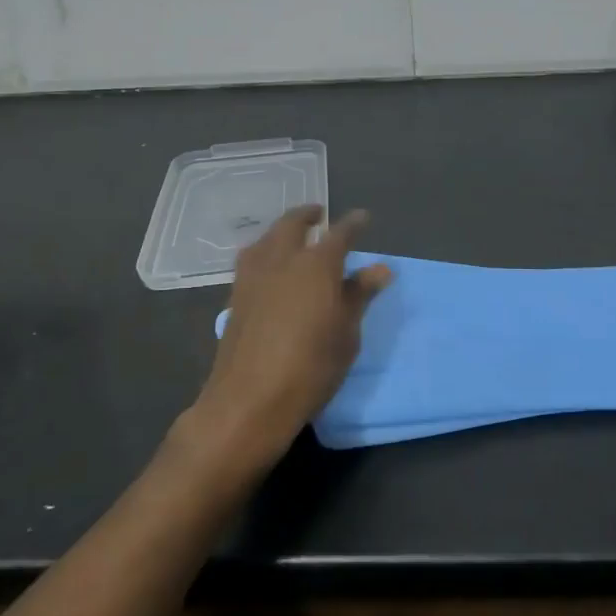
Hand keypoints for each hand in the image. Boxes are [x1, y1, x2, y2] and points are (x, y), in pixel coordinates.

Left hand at [183, 206, 392, 476]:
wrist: (249, 400)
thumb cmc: (311, 368)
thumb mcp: (346, 334)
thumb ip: (359, 296)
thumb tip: (379, 269)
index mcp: (316, 265)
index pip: (340, 234)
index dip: (353, 224)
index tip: (363, 218)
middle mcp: (282, 259)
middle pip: (292, 224)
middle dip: (308, 215)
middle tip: (320, 214)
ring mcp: (253, 276)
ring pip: (267, 238)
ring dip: (282, 230)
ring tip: (293, 235)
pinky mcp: (235, 295)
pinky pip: (252, 258)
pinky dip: (265, 250)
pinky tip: (271, 265)